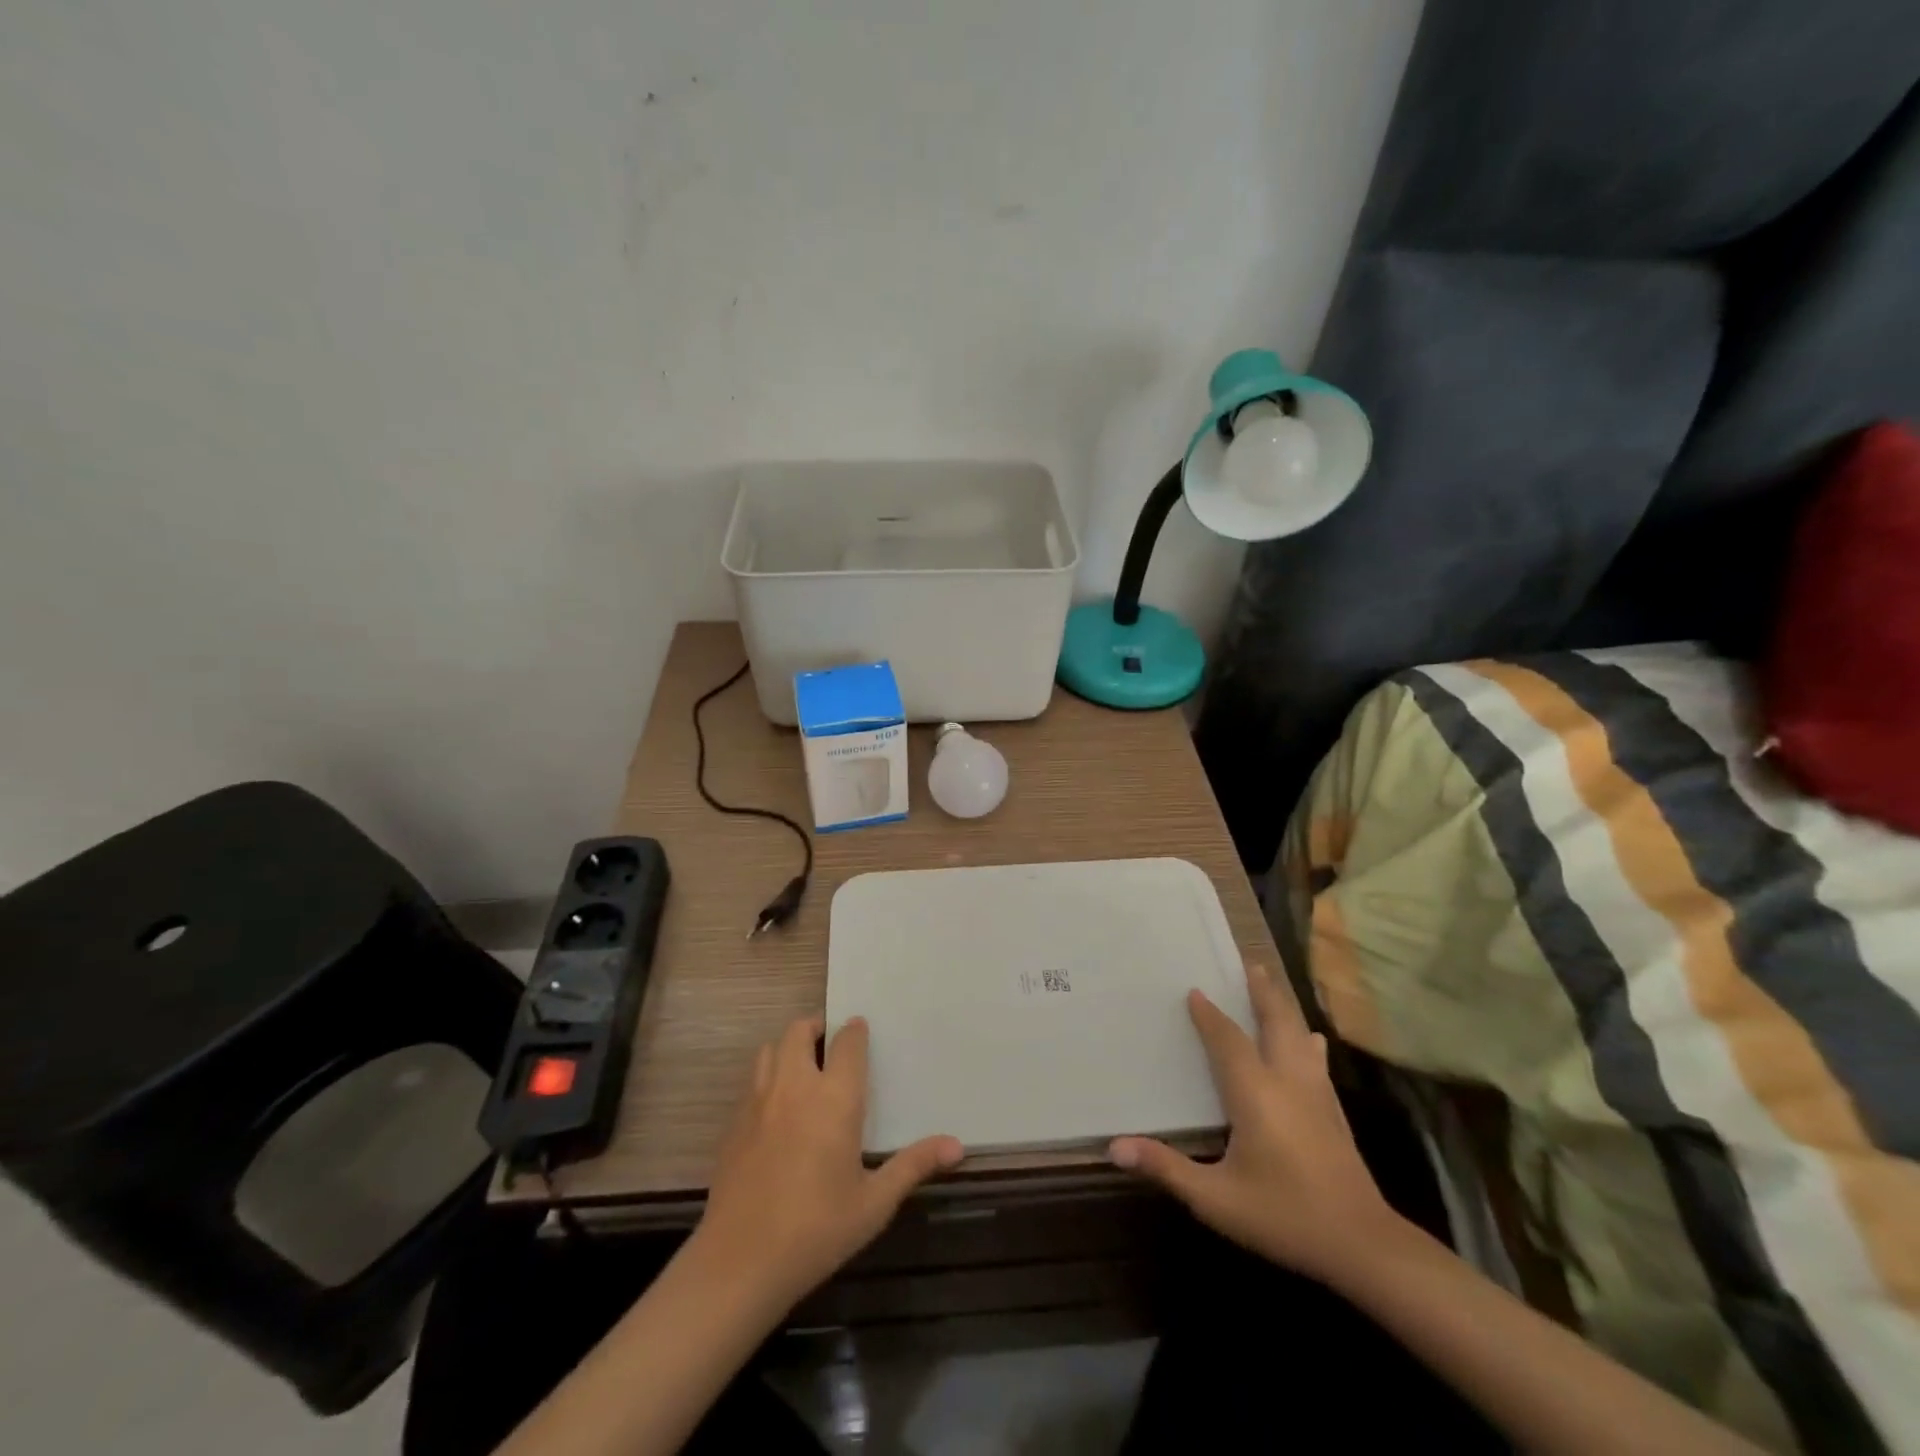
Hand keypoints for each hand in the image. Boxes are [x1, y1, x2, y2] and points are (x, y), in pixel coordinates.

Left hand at [691, 1015, 963, 1310]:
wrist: (739, 1263)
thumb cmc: (816, 1230)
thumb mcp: (874, 1204)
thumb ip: (913, 1166)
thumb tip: (958, 1145)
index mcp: (834, 1098)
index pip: (847, 1042)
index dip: (856, 1031)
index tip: (863, 1032)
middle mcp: (795, 1087)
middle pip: (800, 1030)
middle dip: (817, 1028)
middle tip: (831, 1045)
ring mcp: (759, 1102)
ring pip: (771, 1049)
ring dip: (789, 1048)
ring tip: (804, 1069)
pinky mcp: (734, 1123)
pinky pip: (753, 1081)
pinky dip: (768, 1078)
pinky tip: (778, 1110)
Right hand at [1109, 963, 1404, 1285]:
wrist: (1363, 1245)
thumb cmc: (1284, 1215)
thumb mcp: (1216, 1199)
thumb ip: (1167, 1169)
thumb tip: (1114, 1148)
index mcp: (1255, 1093)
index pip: (1228, 1040)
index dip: (1209, 1015)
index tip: (1194, 990)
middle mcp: (1287, 1081)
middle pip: (1275, 1022)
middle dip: (1261, 991)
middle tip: (1248, 964)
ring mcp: (1316, 1094)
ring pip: (1299, 1035)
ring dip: (1283, 1007)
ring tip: (1271, 986)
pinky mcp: (1334, 1111)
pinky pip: (1315, 1058)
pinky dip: (1305, 1038)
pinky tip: (1312, 1039)